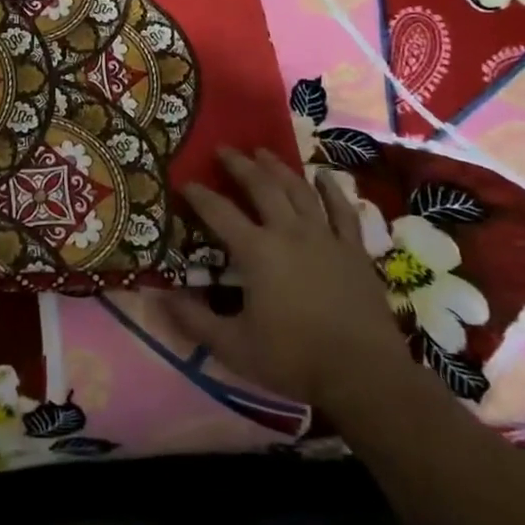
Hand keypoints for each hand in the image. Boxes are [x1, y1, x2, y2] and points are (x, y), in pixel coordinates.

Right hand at [167, 147, 408, 417]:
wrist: (364, 374)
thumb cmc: (294, 359)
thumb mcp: (233, 347)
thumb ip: (194, 320)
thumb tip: (159, 298)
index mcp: (256, 251)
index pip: (218, 212)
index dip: (198, 194)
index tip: (184, 181)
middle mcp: (288, 233)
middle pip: (261, 187)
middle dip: (239, 165)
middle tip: (224, 149)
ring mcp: (325, 238)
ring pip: (299, 190)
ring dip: (278, 168)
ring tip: (263, 152)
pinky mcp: (353, 250)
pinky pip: (342, 211)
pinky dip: (331, 190)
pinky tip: (323, 176)